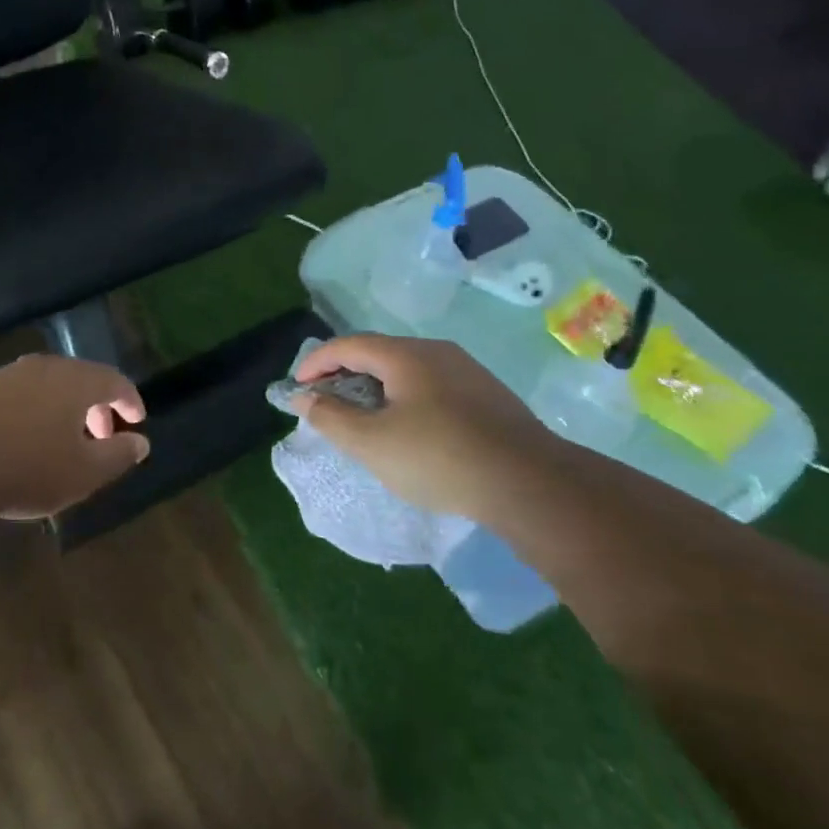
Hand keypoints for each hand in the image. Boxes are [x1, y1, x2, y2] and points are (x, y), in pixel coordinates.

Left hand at [0, 355, 148, 519]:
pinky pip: (15, 394)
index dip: (130, 400)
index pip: (115, 380)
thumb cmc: (28, 469)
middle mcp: (44, 367)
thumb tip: (140, 442)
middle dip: (96, 406)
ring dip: (61, 407)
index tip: (137, 421)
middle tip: (101, 437)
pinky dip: (29, 410)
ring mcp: (6, 374)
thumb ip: (118, 455)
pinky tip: (19, 438)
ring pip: (46, 384)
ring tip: (60, 439)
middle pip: (80, 379)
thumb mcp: (84, 473)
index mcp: (76, 381)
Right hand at [294, 335, 551, 519]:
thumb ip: (330, 417)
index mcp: (404, 354)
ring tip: (365, 418)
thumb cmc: (439, 457)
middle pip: (378, 353)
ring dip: (376, 388)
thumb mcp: (371, 442)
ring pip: (407, 370)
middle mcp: (436, 351)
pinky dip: (406, 398)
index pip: (347, 344)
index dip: (316, 362)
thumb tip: (304, 398)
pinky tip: (410, 429)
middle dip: (345, 375)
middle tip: (328, 404)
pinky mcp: (488, 395)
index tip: (298, 388)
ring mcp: (467, 371)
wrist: (530, 483)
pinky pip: (432, 385)